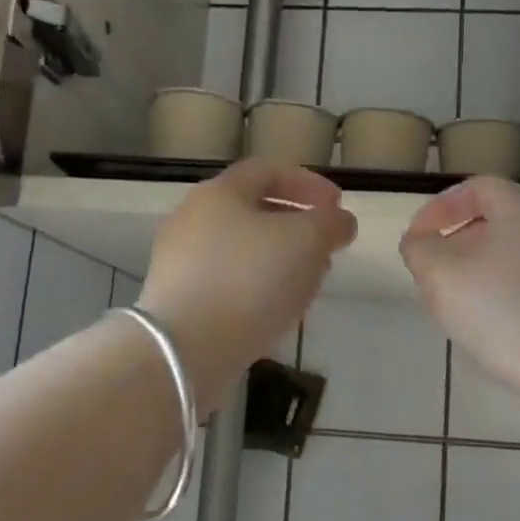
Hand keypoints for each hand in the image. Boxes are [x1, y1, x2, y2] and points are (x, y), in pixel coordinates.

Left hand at [140, 161, 356, 405]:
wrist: (187, 349)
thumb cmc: (250, 280)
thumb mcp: (307, 242)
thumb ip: (331, 224)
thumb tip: (340, 221)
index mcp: (219, 192)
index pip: (269, 171)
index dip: (310, 184)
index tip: (339, 208)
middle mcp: (192, 219)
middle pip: (254, 211)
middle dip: (297, 227)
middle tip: (326, 250)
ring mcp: (180, 261)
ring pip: (242, 250)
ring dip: (280, 261)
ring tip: (307, 285)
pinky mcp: (178, 300)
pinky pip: (227, 283)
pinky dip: (257, 288)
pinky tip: (276, 311)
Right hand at [400, 177, 519, 410]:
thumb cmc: (506, 313)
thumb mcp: (441, 277)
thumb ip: (419, 250)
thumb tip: (421, 242)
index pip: (476, 188)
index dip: (439, 208)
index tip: (417, 240)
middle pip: (498, 221)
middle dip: (458, 244)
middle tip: (434, 275)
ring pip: (517, 254)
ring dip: (481, 271)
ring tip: (458, 306)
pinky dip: (508, 292)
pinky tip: (495, 327)